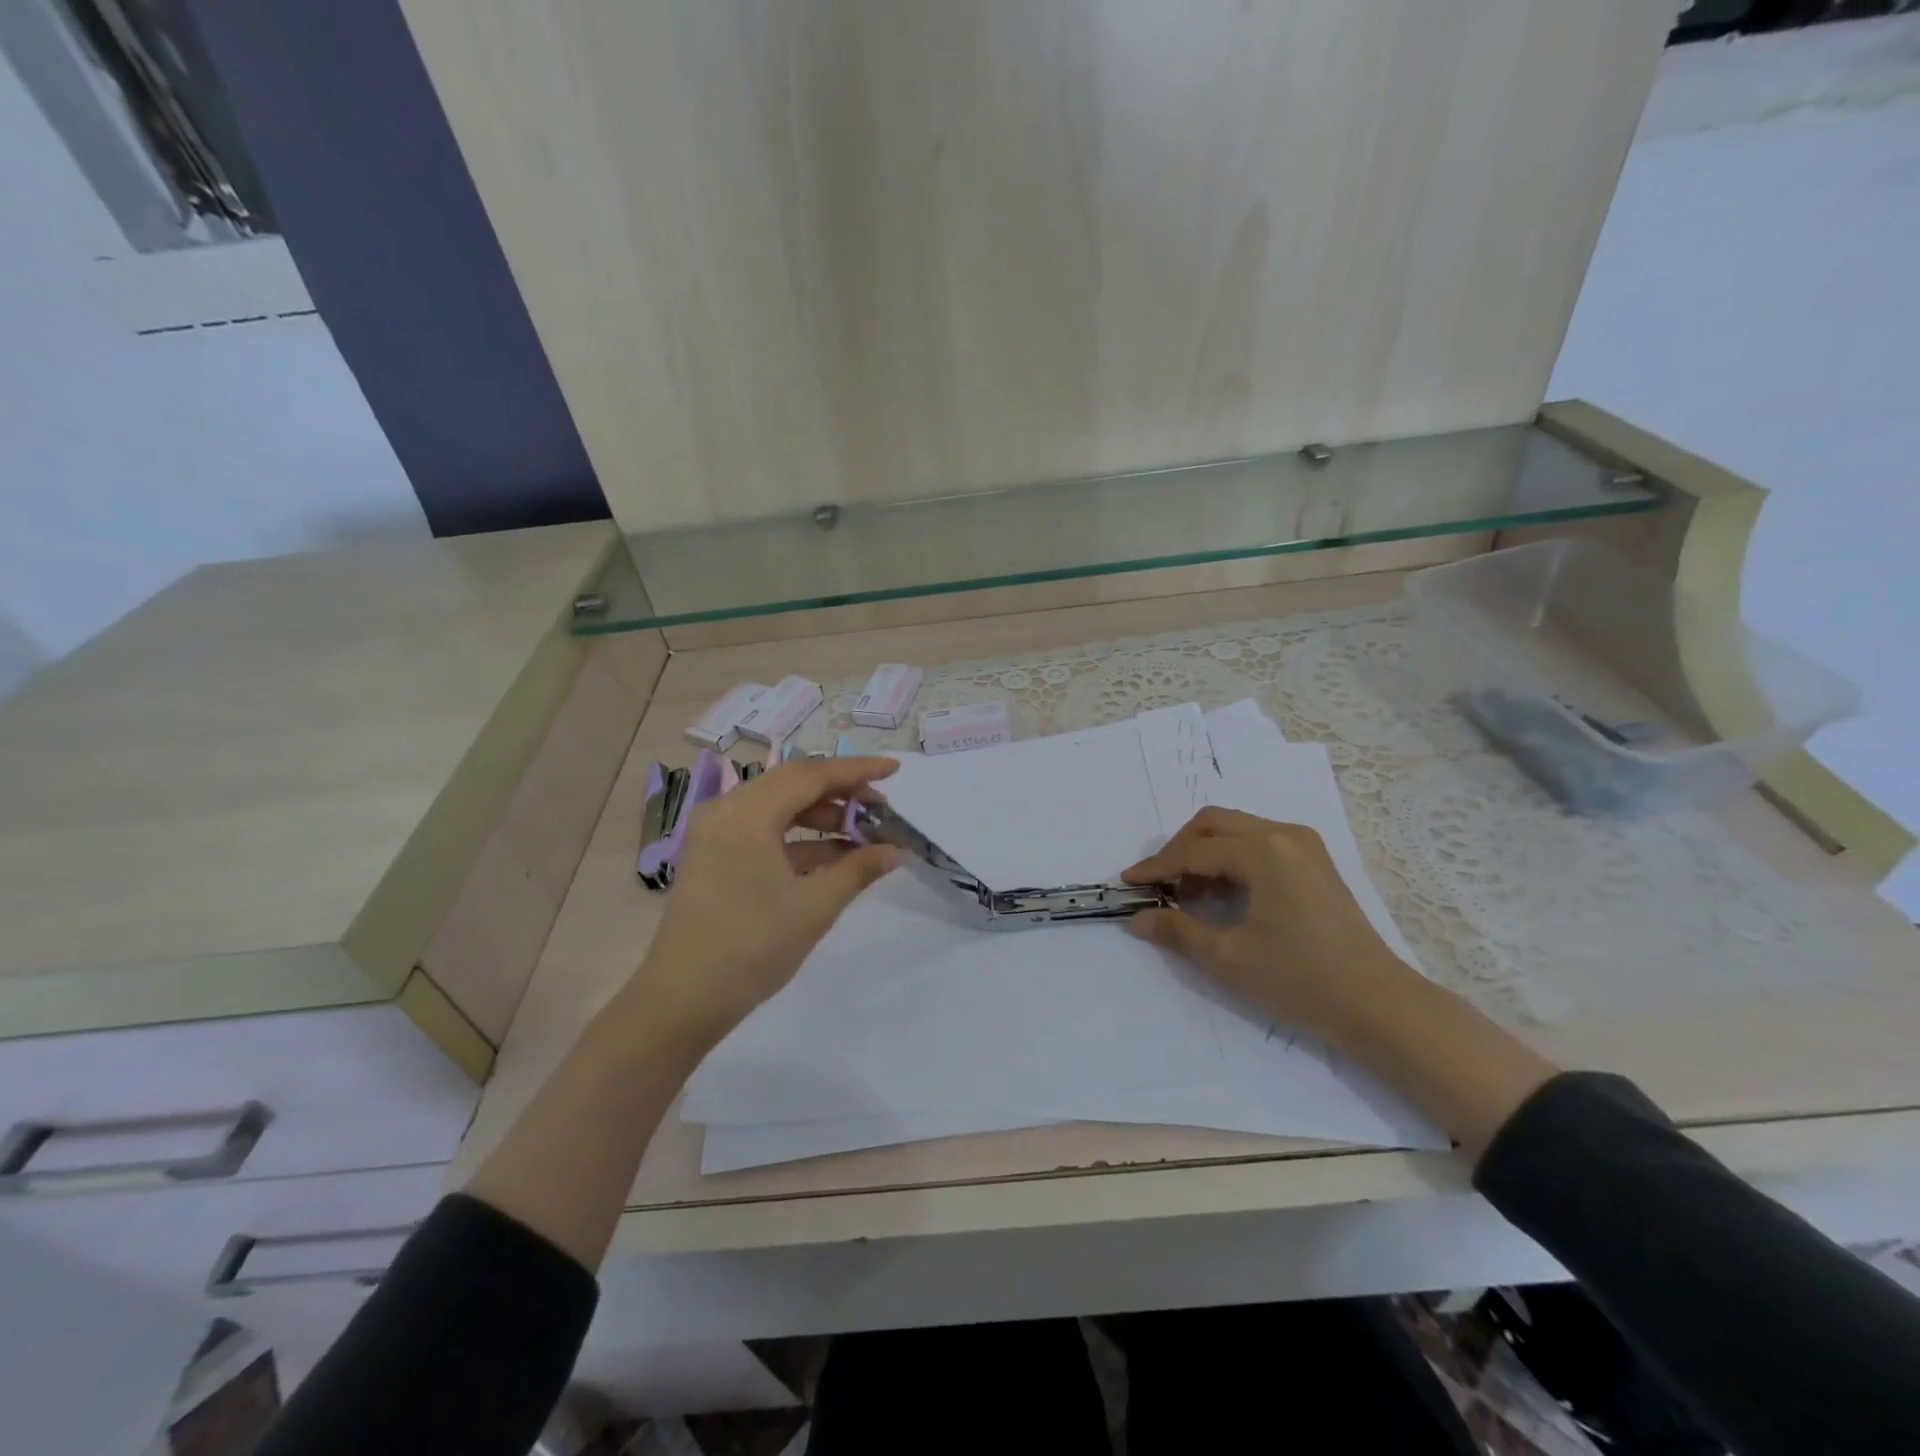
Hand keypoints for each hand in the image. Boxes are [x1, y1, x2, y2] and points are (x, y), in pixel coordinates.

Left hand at [627, 757, 903, 1043]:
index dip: (857, 771)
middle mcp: (727, 810)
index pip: (812, 775)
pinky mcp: (714, 857)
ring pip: (778, 806)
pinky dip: (798, 838)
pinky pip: (763, 831)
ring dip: (821, 816)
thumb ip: (859, 869)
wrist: (682, 1000)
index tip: (895, 769)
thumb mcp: (815, 906)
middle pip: (793, 784)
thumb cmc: (752, 946)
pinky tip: (833, 857)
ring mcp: (716, 833)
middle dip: (841, 792)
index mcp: (748, 813)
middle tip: (881, 808)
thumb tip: (898, 850)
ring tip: (863, 835)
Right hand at [1122, 806, 1418, 1044]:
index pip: (1194, 851)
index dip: (1156, 868)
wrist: (1378, 1006)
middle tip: (1159, 886)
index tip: (1127, 884)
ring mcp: (1304, 846)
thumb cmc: (1299, 979)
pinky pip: (1259, 843)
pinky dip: (1232, 860)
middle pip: (1214, 824)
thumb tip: (1136, 920)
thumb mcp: (1228, 958)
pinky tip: (1223, 896)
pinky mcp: (1315, 863)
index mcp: (1263, 851)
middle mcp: (1284, 835)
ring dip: (1205, 853)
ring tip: (1189, 896)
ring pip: (1237, 830)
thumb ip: (1177, 931)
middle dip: (1179, 850)